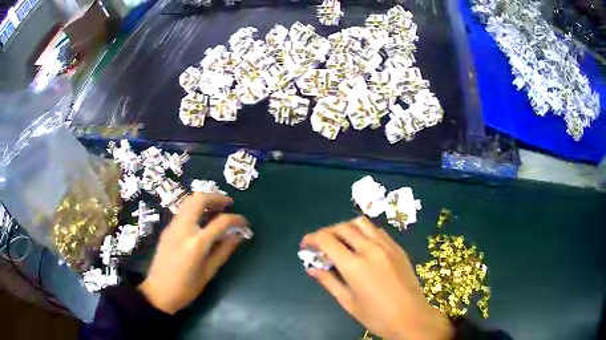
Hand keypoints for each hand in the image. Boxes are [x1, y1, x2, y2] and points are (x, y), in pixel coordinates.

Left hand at [138, 192, 248, 313]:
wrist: (158, 292)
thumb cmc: (185, 288)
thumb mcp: (208, 273)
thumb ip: (223, 252)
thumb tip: (238, 237)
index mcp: (196, 243)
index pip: (220, 222)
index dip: (236, 219)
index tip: (244, 222)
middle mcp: (183, 229)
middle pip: (199, 200)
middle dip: (216, 197)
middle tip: (228, 203)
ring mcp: (172, 227)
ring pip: (188, 201)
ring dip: (204, 200)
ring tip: (216, 208)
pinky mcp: (167, 229)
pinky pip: (182, 211)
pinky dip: (194, 208)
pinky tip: (201, 219)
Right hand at [302, 217, 452, 339]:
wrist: (411, 317)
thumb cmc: (376, 316)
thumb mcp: (348, 302)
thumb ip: (328, 281)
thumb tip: (311, 269)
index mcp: (354, 265)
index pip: (327, 240)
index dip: (312, 238)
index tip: (305, 244)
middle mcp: (370, 249)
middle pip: (343, 227)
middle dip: (326, 232)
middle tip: (320, 244)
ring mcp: (387, 246)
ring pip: (361, 223)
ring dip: (346, 228)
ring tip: (340, 241)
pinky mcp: (398, 248)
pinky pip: (377, 231)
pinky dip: (364, 232)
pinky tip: (362, 245)